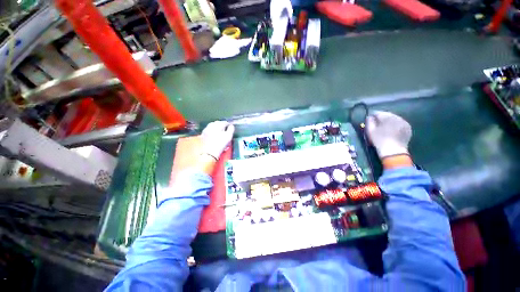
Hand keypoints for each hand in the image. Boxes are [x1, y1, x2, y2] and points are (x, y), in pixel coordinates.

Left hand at [201, 121, 234, 159]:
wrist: (209, 152)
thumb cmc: (220, 144)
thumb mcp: (228, 137)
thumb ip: (231, 129)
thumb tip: (231, 126)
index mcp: (218, 125)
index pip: (224, 122)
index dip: (228, 124)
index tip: (230, 126)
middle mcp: (211, 126)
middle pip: (217, 123)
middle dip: (221, 124)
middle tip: (225, 128)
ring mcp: (206, 130)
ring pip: (212, 125)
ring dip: (216, 126)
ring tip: (220, 130)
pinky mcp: (203, 134)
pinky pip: (208, 129)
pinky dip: (212, 130)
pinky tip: (214, 133)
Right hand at [366, 111, 411, 158]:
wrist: (393, 151)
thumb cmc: (379, 140)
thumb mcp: (370, 131)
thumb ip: (369, 121)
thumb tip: (369, 117)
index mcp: (386, 117)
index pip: (378, 112)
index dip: (373, 115)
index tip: (370, 119)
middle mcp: (396, 117)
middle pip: (387, 114)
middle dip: (382, 118)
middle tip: (377, 123)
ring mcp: (404, 122)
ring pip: (394, 118)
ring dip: (389, 121)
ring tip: (384, 127)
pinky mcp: (408, 127)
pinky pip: (400, 123)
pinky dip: (395, 125)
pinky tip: (392, 130)